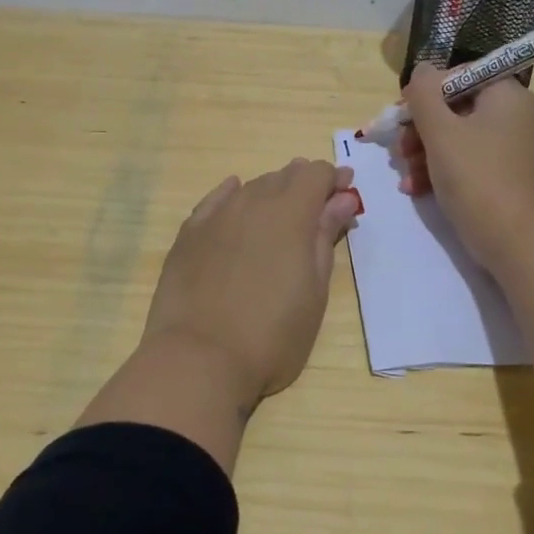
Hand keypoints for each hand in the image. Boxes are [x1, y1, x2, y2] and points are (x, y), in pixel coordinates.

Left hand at [139, 158, 361, 405]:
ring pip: (251, 187)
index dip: (334, 180)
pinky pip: (215, 201)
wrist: (199, 359)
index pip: (316, 173)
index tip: (345, 196)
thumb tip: (342, 198)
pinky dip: (232, 195)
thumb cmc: (272, 334)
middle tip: (318, 210)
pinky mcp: (189, 234)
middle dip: (305, 185)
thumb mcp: (314, 290)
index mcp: (290, 214)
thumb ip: (325, 237)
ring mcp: (216, 217)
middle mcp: (252, 202)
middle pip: (283, 176)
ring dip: (272, 192)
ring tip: (281, 216)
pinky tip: (235, 196)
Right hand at [400, 66, 533, 270]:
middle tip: (400, 150)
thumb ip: (424, 93)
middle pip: (458, 107)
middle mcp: (519, 114)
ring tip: (405, 175)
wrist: (513, 241)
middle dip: (422, 129)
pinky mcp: (512, 174)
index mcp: (509, 95)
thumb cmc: (475, 178)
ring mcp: (518, 146)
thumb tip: (422, 70)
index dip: (427, 93)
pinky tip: (417, 188)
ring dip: (427, 152)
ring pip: (462, 136)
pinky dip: (445, 169)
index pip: (461, 75)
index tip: (402, 117)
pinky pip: (473, 159)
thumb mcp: (440, 132)